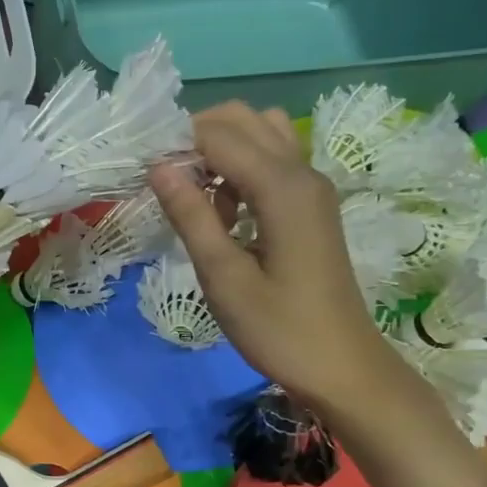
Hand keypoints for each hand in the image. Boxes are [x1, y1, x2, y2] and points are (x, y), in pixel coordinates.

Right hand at [148, 102, 402, 412]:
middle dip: (197, 138)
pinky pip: (272, 163)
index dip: (176, 146)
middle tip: (166, 183)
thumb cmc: (279, 330)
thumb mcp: (224, 278)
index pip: (218, 135)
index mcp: (282, 188)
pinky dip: (241, 170)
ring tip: (196, 197)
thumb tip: (158, 167)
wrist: (342, 367)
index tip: (144, 177)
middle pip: (244, 119)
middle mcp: (302, 173)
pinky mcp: (311, 206)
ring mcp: (312, 188)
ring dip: (221, 151)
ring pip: (261, 135)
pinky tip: (224, 215)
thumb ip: (191, 217)